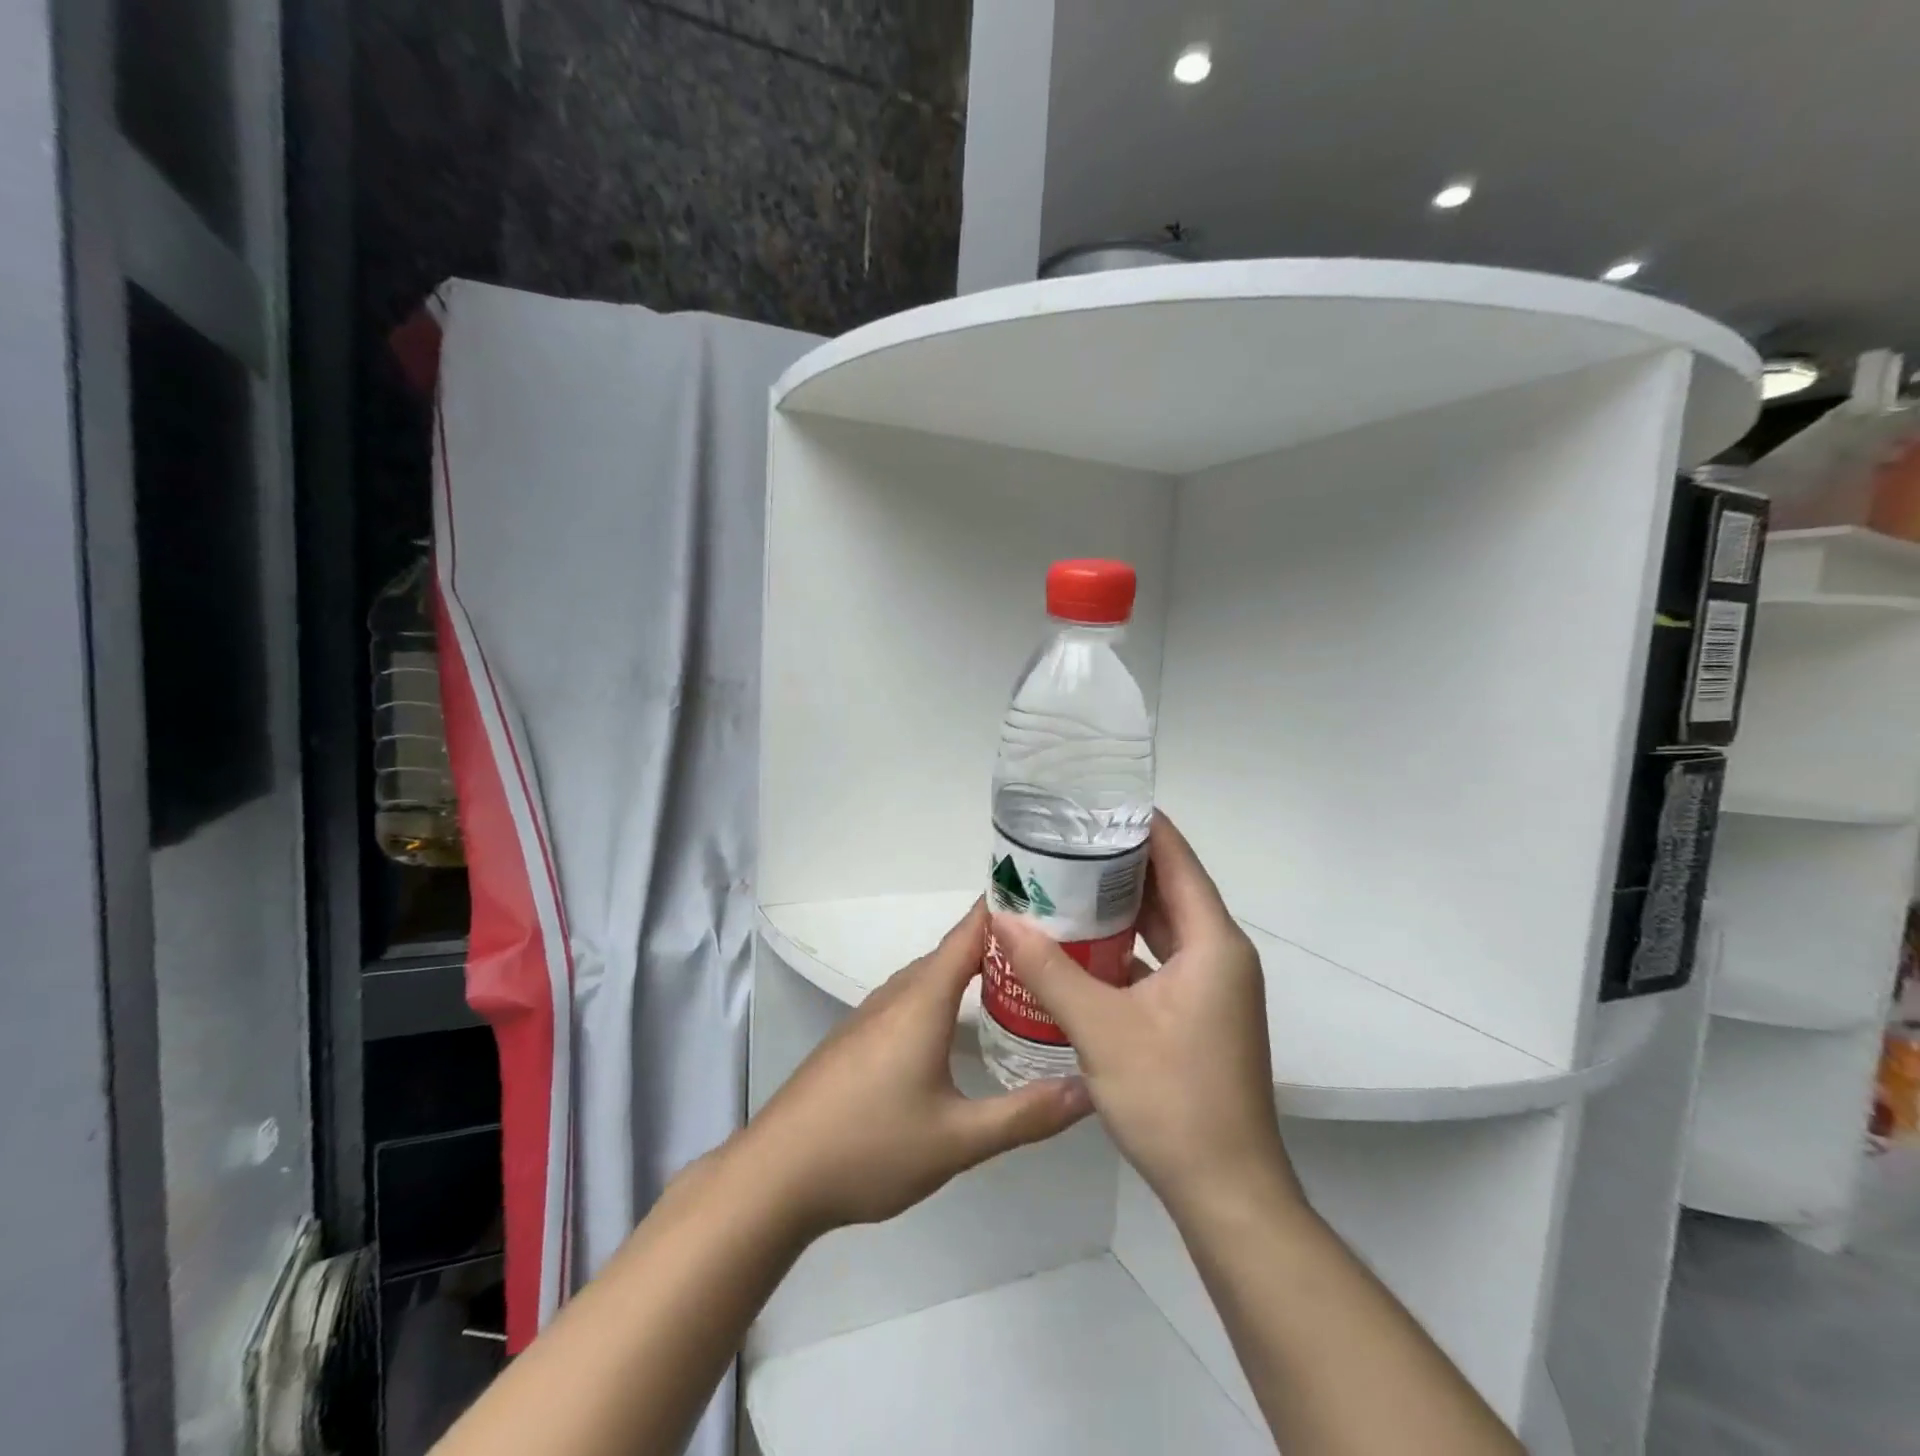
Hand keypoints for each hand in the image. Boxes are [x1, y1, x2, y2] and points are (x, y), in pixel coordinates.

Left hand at [741, 899, 1092, 1234]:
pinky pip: (912, 997)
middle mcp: (897, 993)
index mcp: (923, 999)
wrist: (776, 1174)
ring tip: (1018, 980)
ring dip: (972, 969)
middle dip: (1001, 943)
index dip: (1008, 909)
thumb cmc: (869, 1147)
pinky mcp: (858, 1036)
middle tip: (1055, 950)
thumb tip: (1090, 1090)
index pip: (971, 931)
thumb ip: (1026, 1114)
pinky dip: (946, 993)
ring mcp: (872, 1014)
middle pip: (954, 950)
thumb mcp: (958, 1140)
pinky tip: (960, 1023)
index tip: (1053, 899)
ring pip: (931, 975)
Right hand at [993, 815, 1299, 1218]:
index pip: (1178, 860)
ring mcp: (1215, 988)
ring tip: (1067, 885)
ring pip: (1166, 928)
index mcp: (1214, 944)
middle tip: (1067, 843)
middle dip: (1121, 864)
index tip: (1097, 803)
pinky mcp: (1202, 1015)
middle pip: (1171, 890)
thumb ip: (1048, 969)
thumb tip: (1002, 916)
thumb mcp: (1100, 1028)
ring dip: (1122, 907)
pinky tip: (1083, 948)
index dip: (1142, 826)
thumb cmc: (1172, 1099)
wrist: (1227, 1193)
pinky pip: (1163, 960)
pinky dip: (1128, 947)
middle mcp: (1223, 956)